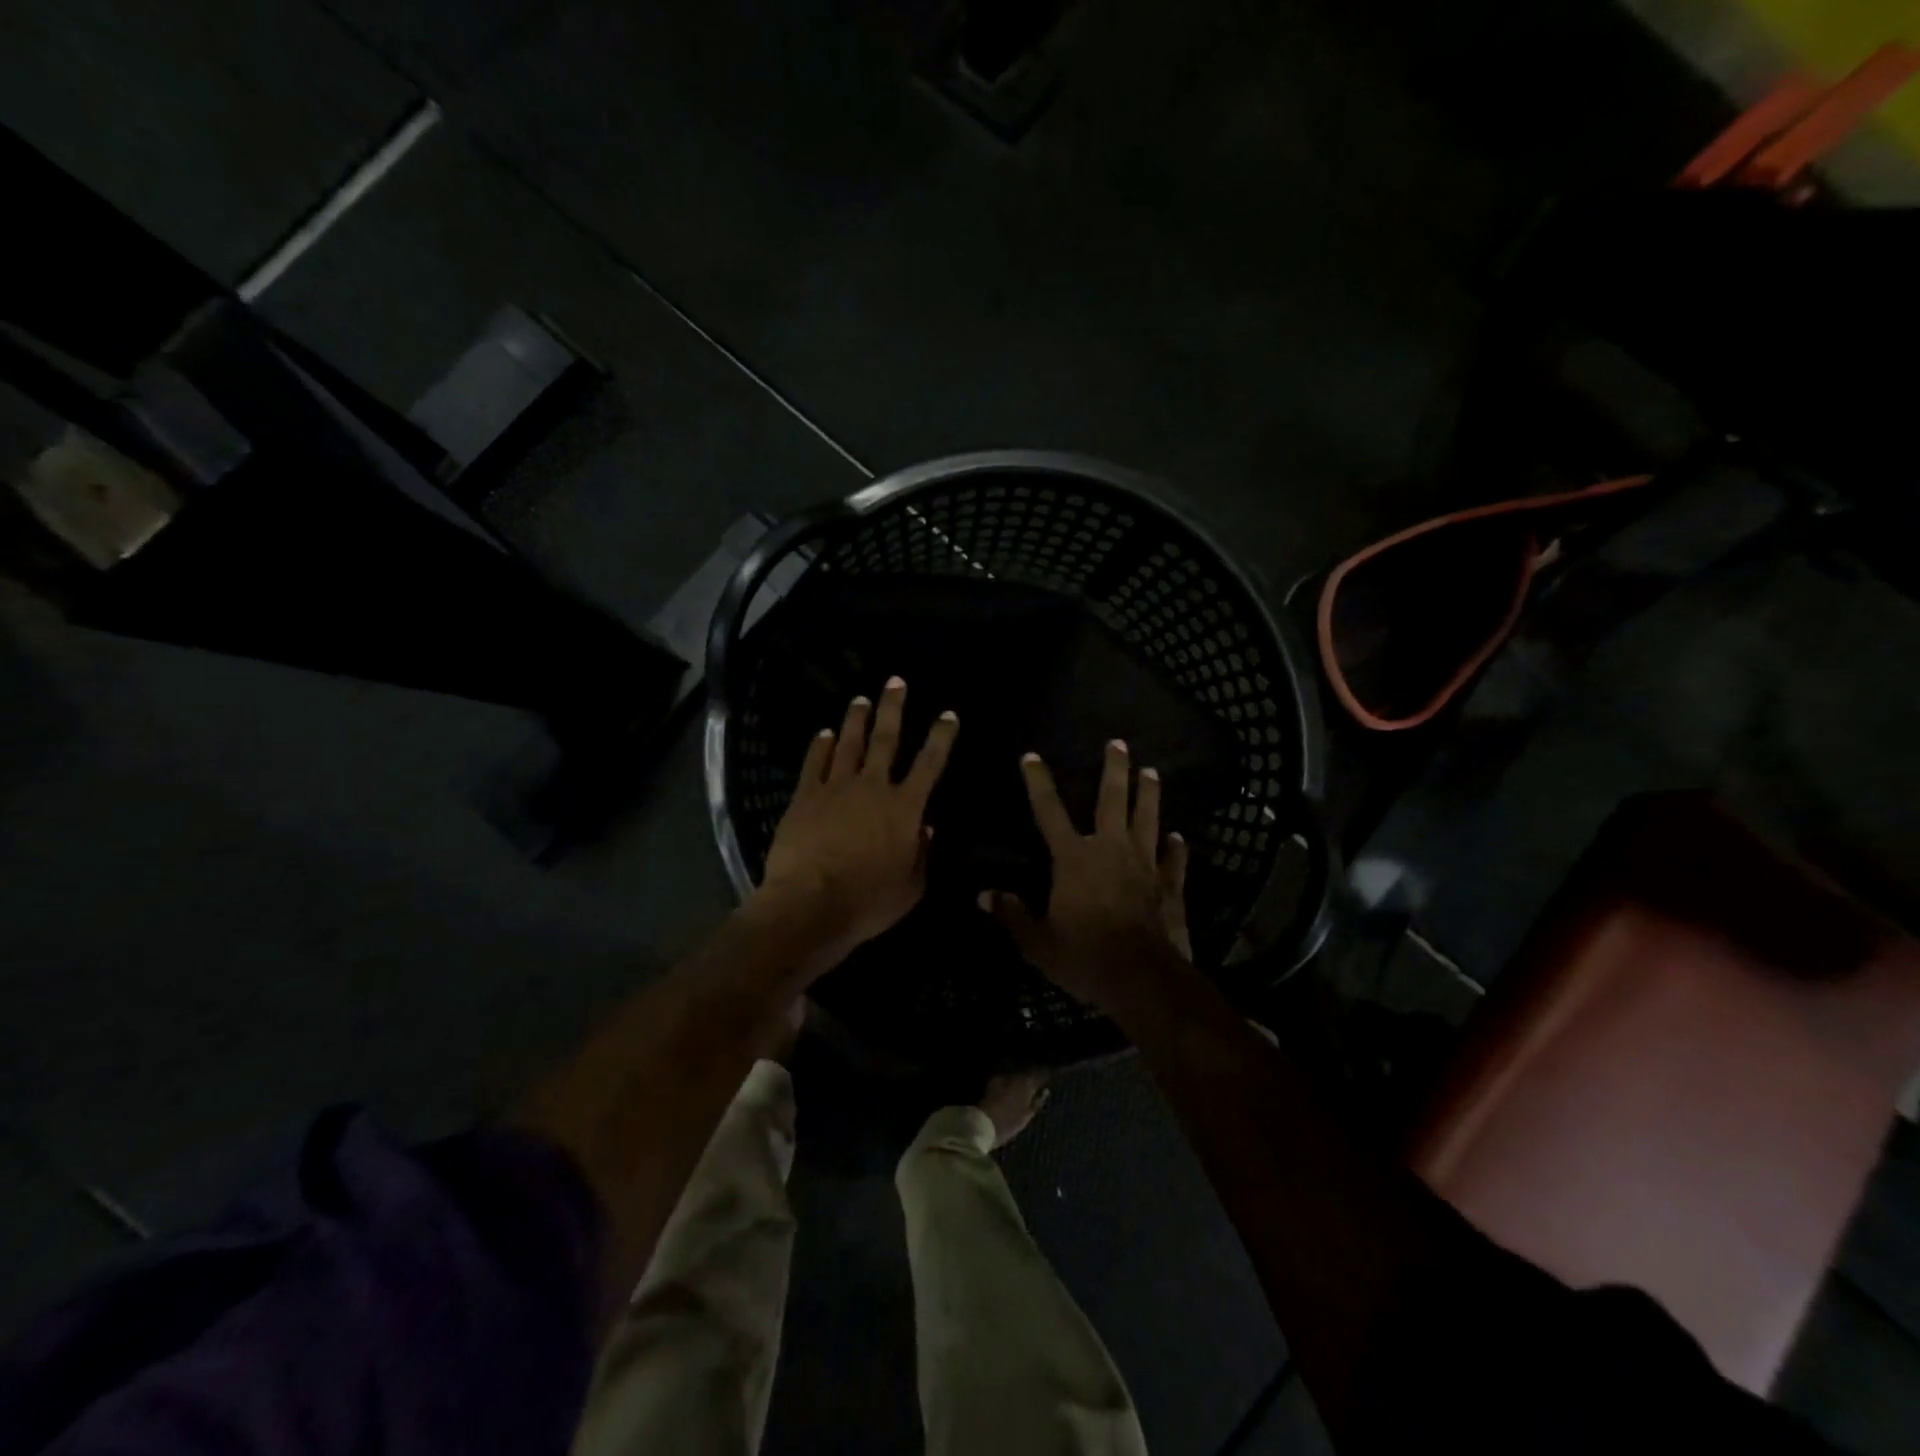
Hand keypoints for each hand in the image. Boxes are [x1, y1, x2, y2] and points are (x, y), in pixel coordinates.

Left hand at [755, 677, 958, 978]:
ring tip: (860, 700)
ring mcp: (836, 788)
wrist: (811, 904)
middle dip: (893, 708)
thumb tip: (926, 828)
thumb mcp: (911, 887)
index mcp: (905, 808)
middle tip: (895, 682)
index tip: (947, 714)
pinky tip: (822, 733)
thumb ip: (921, 854)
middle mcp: (873, 787)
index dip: (941, 737)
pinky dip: (819, 746)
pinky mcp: (805, 797)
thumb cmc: (868, 901)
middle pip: (886, 739)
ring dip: (856, 720)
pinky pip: (814, 763)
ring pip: (848, 744)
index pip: (930, 764)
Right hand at [984, 740, 1190, 1014]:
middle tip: (1118, 743)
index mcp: (1073, 858)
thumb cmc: (1084, 956)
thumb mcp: (1038, 942)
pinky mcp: (1170, 885)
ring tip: (1152, 771)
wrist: (1142, 978)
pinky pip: (1174, 859)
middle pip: (1112, 800)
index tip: (1031, 756)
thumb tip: (983, 895)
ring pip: (1148, 819)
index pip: (1049, 811)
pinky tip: (1178, 837)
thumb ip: (1012, 915)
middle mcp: (1110, 850)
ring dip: (1149, 794)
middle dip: (1114, 770)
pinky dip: (1176, 848)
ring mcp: (1145, 864)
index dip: (1038, 782)